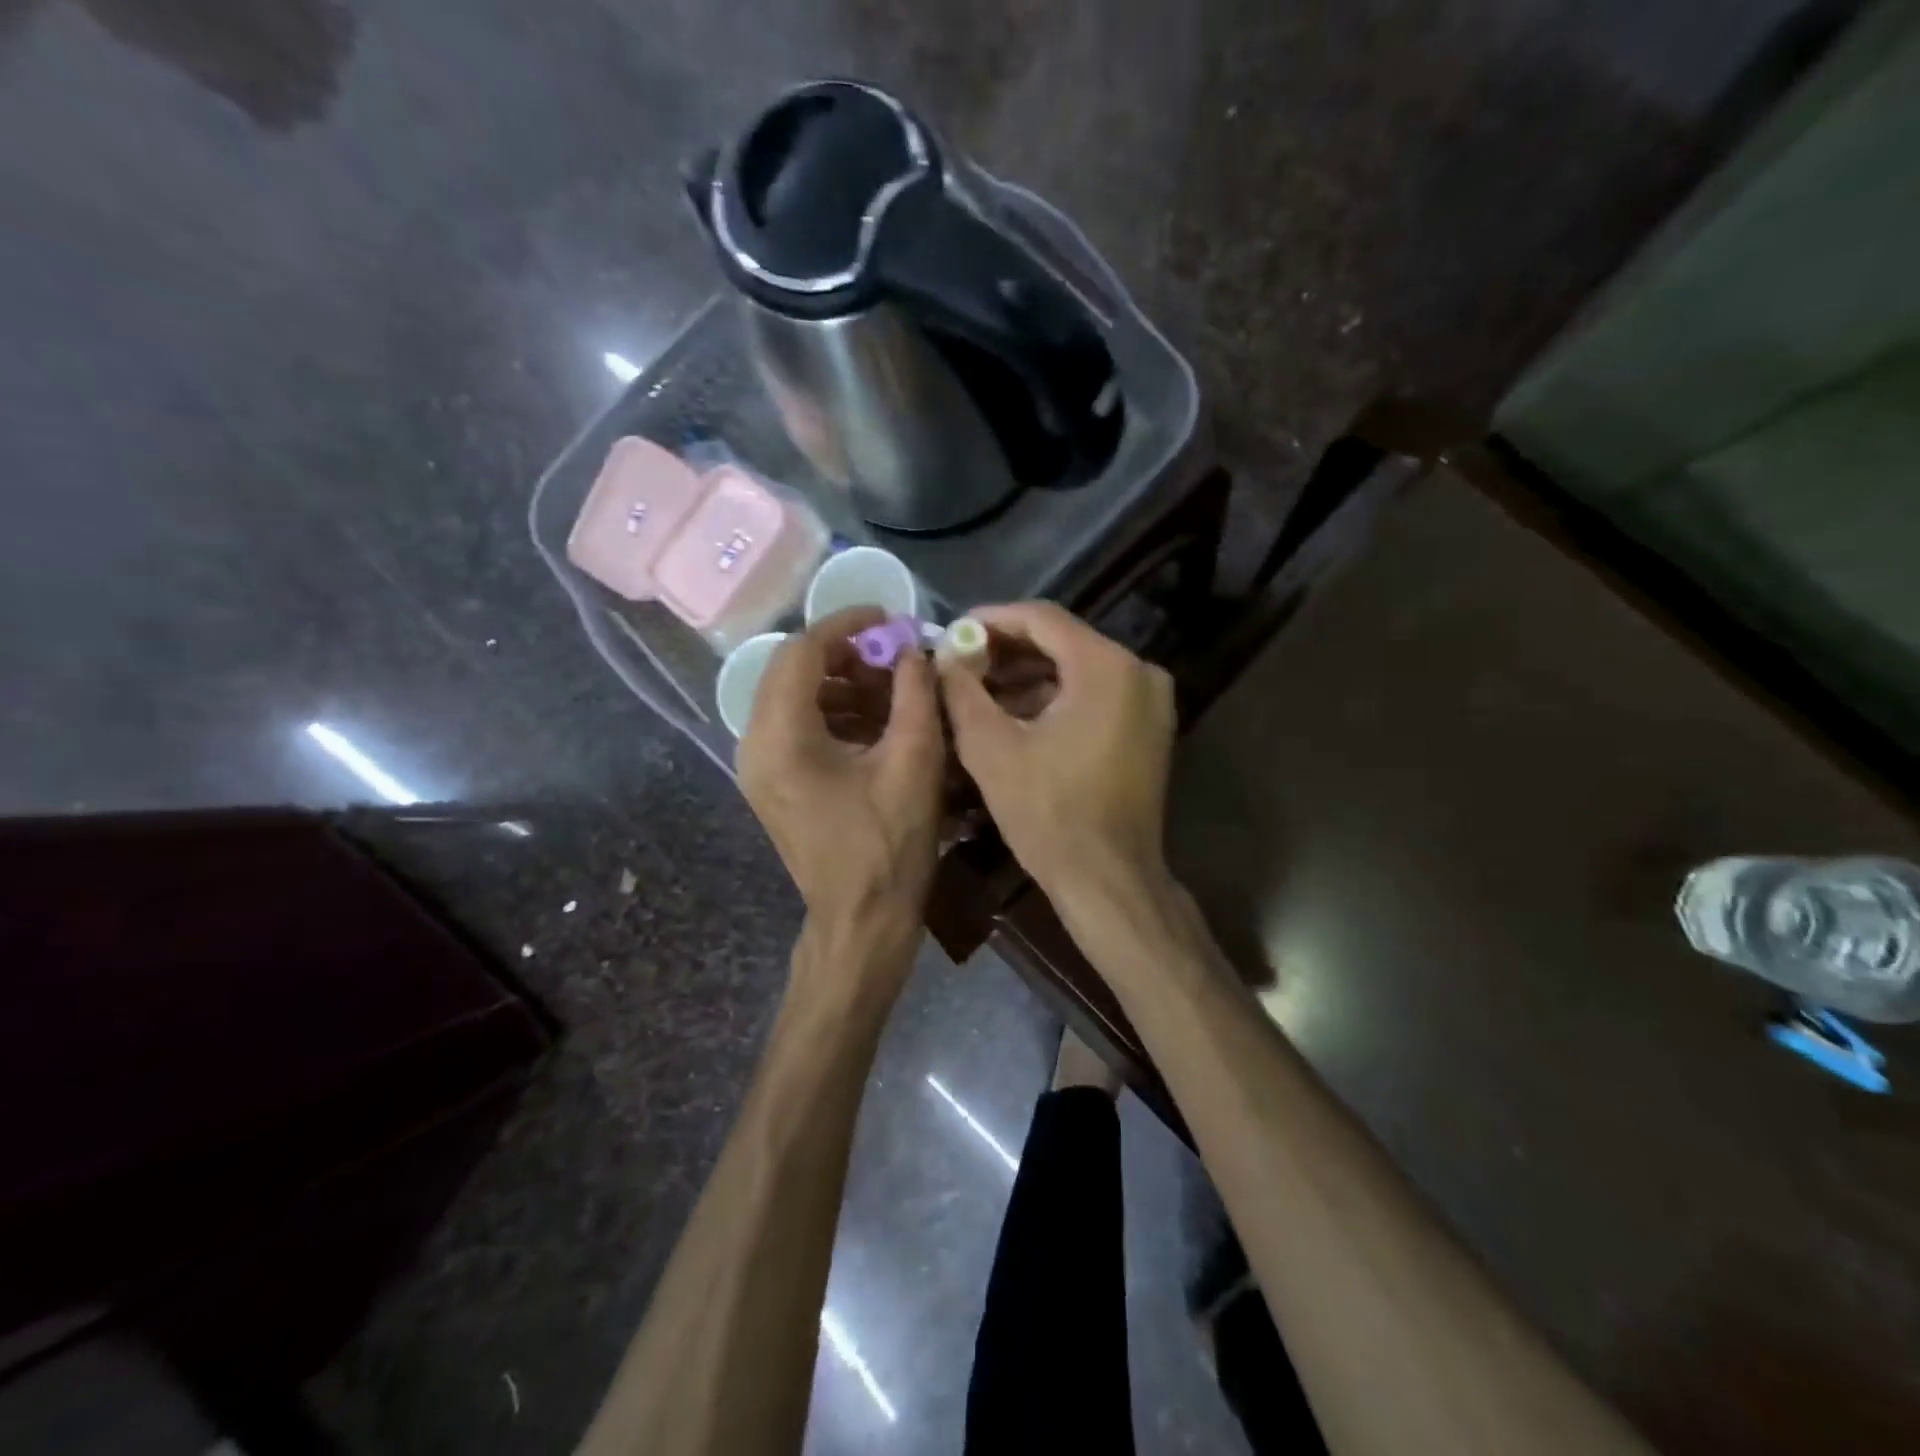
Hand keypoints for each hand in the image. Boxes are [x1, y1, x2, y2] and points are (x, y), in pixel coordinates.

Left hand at [738, 608, 944, 962]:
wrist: (861, 920)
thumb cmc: (889, 845)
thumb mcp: (914, 761)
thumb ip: (914, 693)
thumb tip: (913, 650)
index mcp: (781, 737)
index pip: (802, 650)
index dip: (846, 624)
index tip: (889, 618)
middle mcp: (755, 744)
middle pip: (790, 669)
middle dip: (844, 653)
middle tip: (893, 655)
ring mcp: (759, 767)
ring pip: (792, 696)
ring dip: (840, 682)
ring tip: (892, 688)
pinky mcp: (772, 783)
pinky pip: (796, 726)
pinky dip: (833, 711)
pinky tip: (876, 721)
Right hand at [938, 602, 1176, 909]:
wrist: (1108, 879)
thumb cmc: (1048, 813)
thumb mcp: (991, 748)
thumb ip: (962, 690)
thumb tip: (945, 655)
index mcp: (1106, 667)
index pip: (1042, 618)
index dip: (991, 619)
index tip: (952, 630)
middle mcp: (1139, 671)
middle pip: (1062, 641)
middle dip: (1007, 650)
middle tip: (961, 662)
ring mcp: (1150, 701)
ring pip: (1078, 669)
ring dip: (1028, 676)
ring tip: (978, 690)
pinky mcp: (1149, 728)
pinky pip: (1095, 694)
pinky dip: (1055, 698)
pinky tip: (1014, 714)